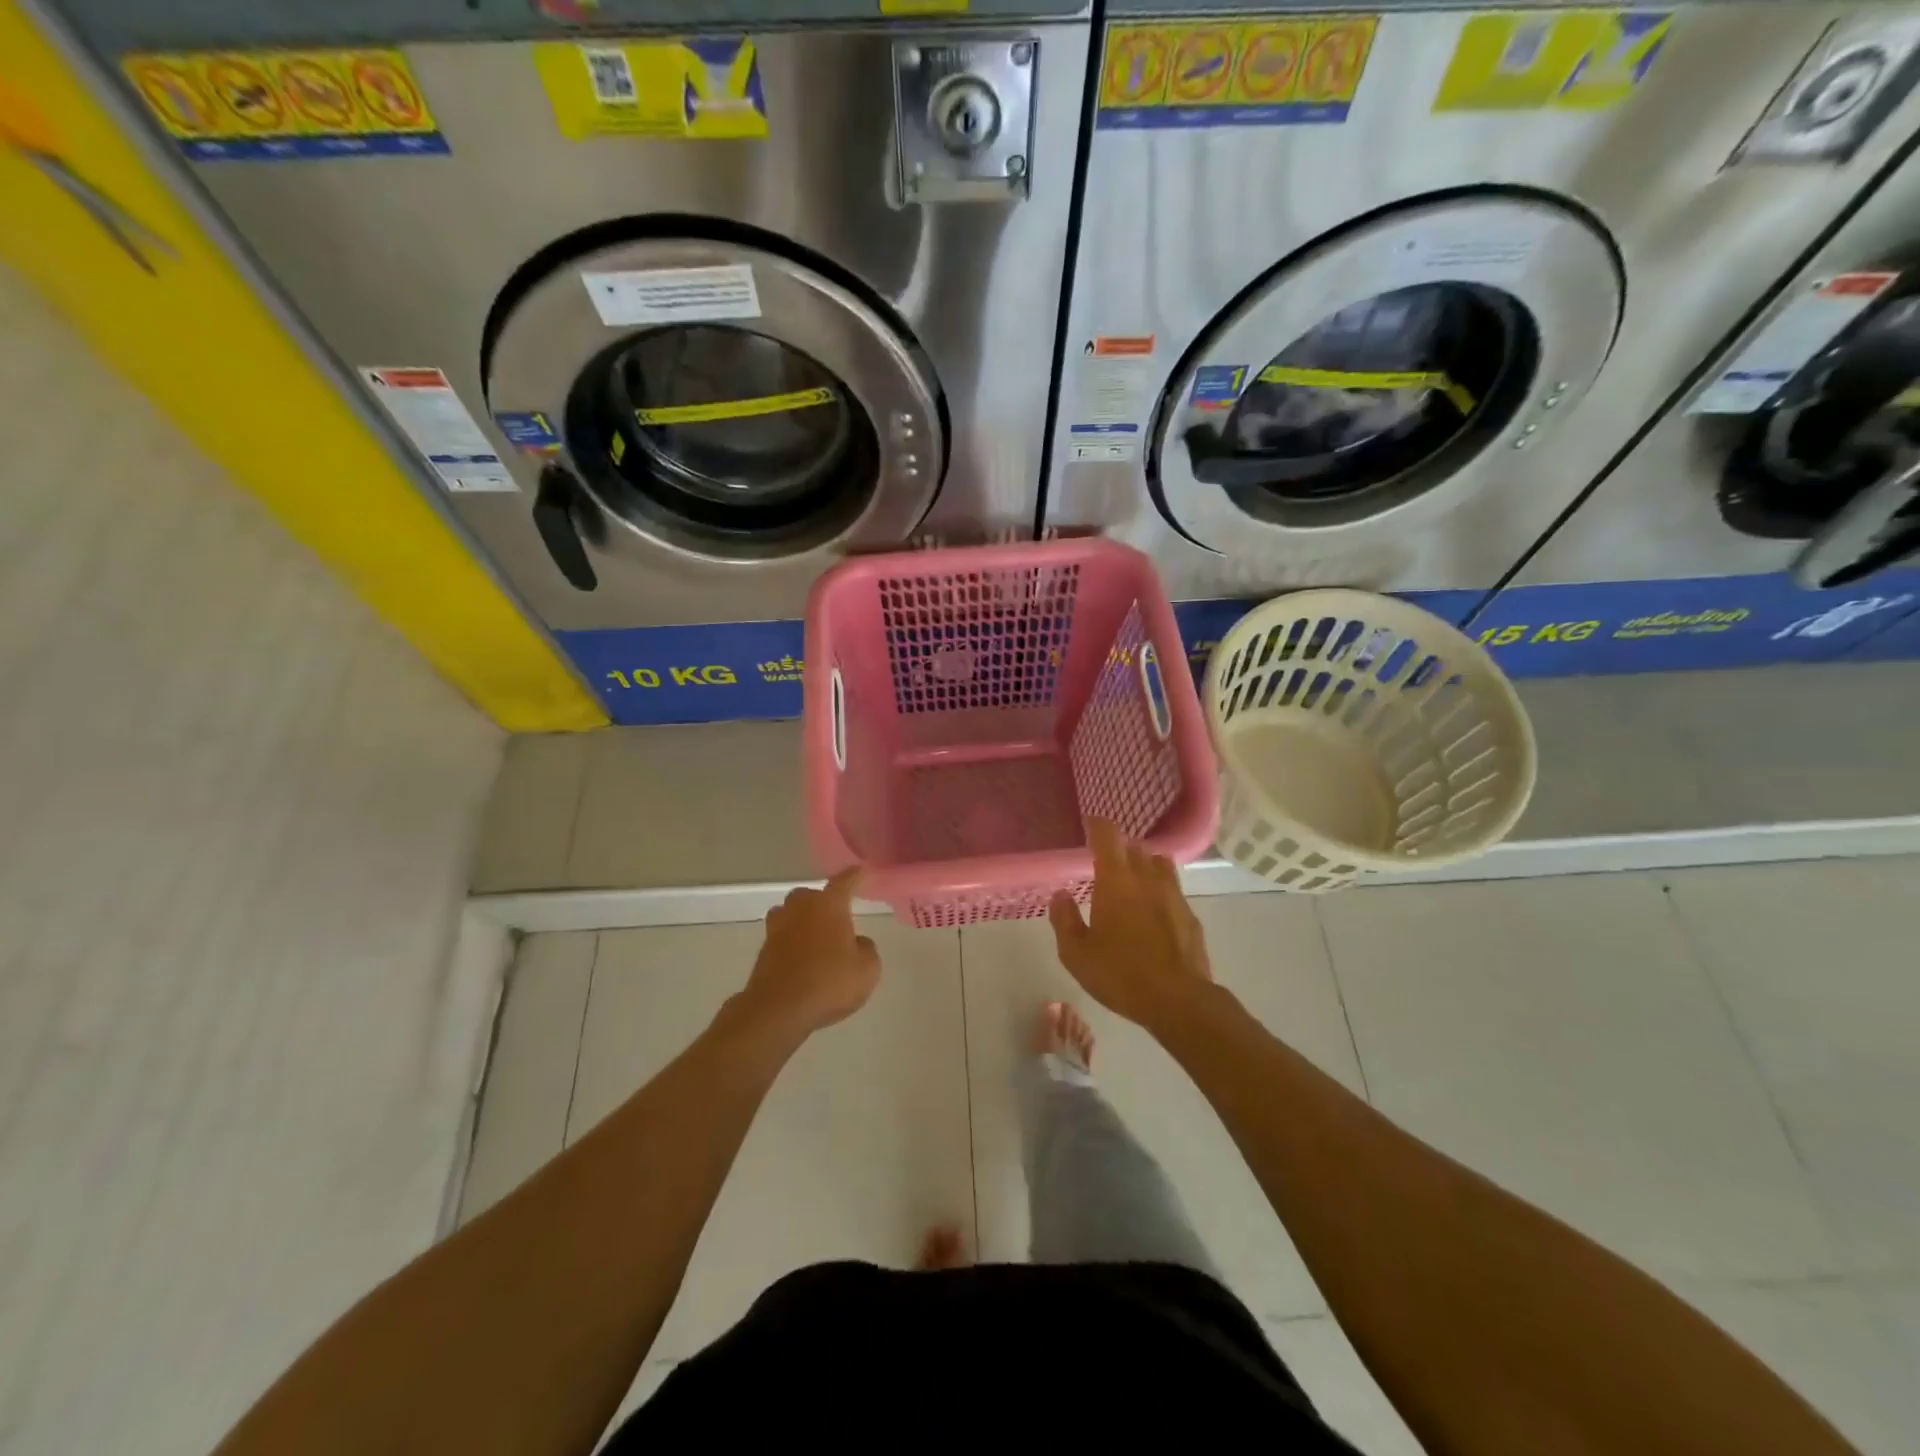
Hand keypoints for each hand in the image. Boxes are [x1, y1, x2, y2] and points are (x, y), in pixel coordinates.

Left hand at [734, 869, 880, 1041]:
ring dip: (803, 921)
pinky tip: (803, 960)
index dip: (856, 876)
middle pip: (812, 895)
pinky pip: (782, 937)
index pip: (845, 881)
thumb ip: (866, 949)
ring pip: (792, 913)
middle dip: (824, 902)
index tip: (863, 872)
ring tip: (817, 938)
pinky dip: (792, 943)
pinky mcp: (763, 949)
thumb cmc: (829, 982)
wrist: (778, 1010)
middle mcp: (800, 907)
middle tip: (837, 918)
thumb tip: (857, 942)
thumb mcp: (867, 969)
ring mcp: (777, 927)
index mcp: (828, 904)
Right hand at [1048, 818, 1212, 1028]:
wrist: (1178, 1000)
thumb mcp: (1076, 953)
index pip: (1108, 835)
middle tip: (1105, 862)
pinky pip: (1173, 891)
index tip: (1089, 825)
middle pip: (1135, 847)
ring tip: (1132, 882)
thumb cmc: (1120, 974)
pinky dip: (1160, 891)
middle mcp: (1147, 878)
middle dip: (1120, 849)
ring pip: (1159, 864)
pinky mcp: (1190, 916)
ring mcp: (1174, 896)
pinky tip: (1153, 913)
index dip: (1098, 825)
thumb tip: (1060, 895)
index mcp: (1116, 881)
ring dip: (1144, 866)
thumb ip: (1064, 919)